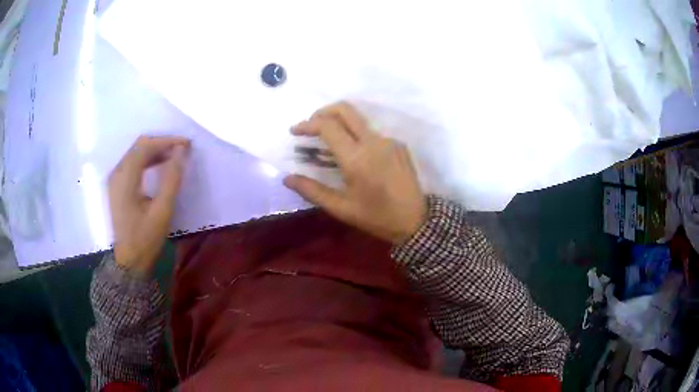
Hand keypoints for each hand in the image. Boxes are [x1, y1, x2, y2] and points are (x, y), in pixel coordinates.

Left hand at [109, 136, 189, 276]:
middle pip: (139, 146)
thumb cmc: (145, 238)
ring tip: (174, 156)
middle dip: (161, 143)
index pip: (145, 147)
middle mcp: (117, 173)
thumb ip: (172, 178)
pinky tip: (159, 165)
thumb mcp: (162, 210)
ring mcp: (115, 179)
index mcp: (125, 178)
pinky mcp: (117, 186)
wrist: (129, 262)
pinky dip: (147, 160)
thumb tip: (181, 151)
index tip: (186, 144)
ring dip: (155, 151)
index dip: (166, 141)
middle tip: (181, 150)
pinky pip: (132, 163)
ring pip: (135, 153)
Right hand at [284, 102, 426, 244]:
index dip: (307, 124)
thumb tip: (287, 178)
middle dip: (322, 112)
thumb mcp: (341, 208)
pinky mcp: (398, 144)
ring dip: (339, 123)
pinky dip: (355, 135)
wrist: (416, 221)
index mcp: (357, 157)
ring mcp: (388, 140)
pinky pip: (371, 132)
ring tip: (327, 142)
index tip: (295, 131)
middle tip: (310, 126)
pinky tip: (353, 155)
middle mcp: (374, 141)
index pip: (328, 126)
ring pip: (358, 119)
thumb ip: (312, 191)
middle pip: (345, 109)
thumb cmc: (377, 217)